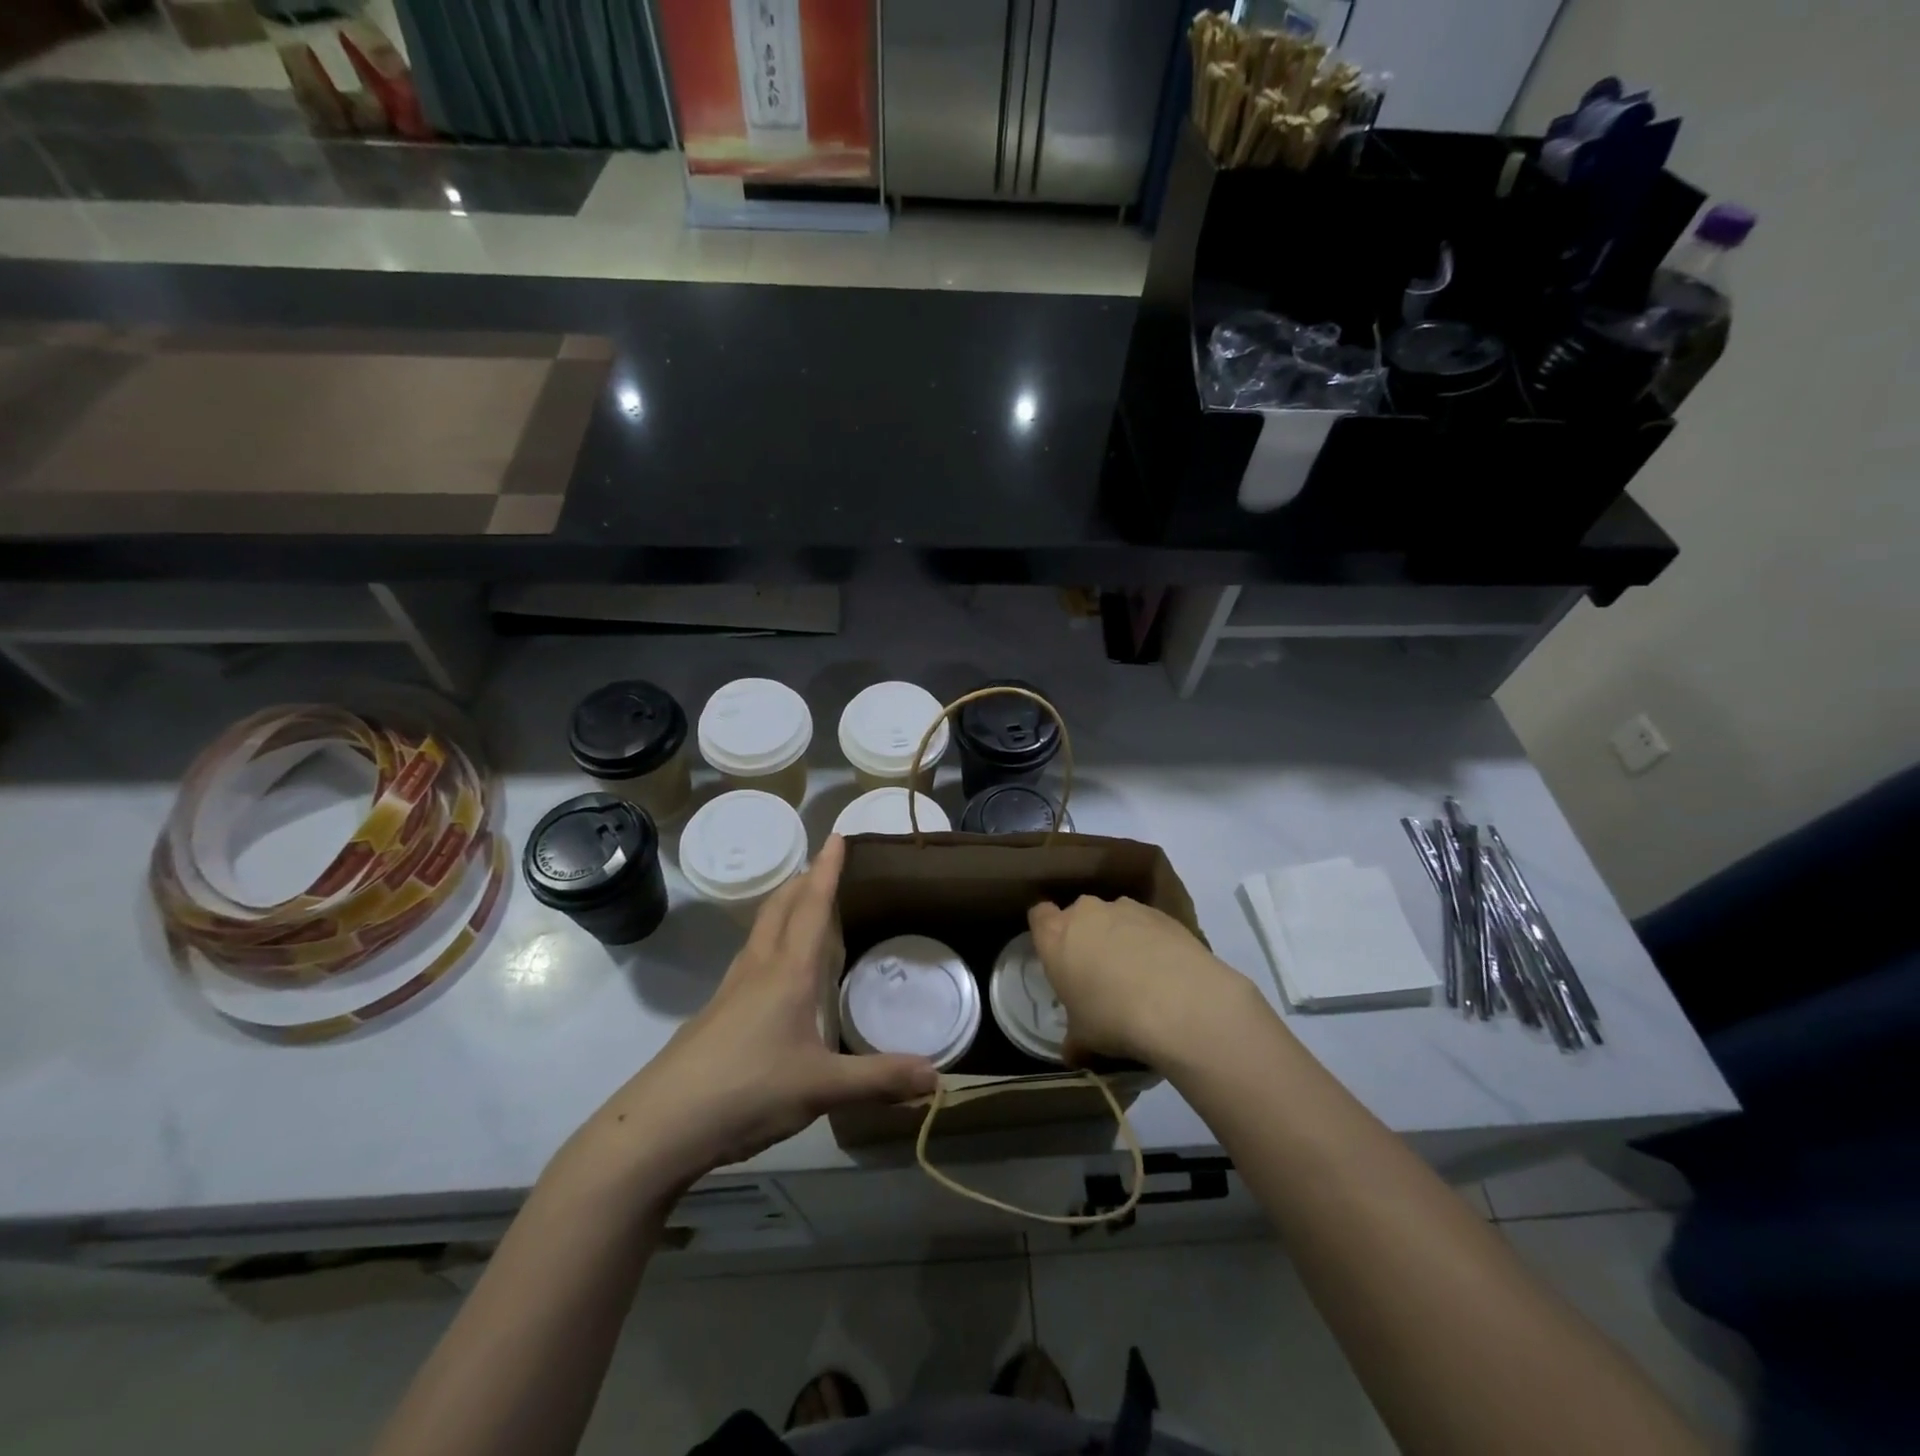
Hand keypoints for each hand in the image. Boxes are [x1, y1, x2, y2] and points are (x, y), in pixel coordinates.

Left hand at [560, 837, 938, 1193]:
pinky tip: (775, 978)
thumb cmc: (747, 1091)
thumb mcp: (821, 1088)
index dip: (826, 870)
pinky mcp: (713, 1017)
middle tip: (822, 866)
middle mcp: (757, 971)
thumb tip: (937, 1076)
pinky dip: (770, 946)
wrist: (660, 1126)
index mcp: (787, 973)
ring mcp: (729, 993)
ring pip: (760, 934)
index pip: (811, 906)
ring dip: (782, 910)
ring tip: (802, 910)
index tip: (837, 835)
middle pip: (779, 909)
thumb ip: (879, 1080)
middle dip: (801, 881)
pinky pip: (749, 962)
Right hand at [1028, 895, 1261, 1067]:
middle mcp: (1087, 912)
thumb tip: (1072, 1053)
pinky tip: (1164, 970)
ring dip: (1119, 936)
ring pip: (1114, 917)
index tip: (1057, 955)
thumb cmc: (1112, 1017)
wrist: (1179, 1003)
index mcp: (1055, 935)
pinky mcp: (1161, 914)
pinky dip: (1150, 941)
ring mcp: (1126, 908)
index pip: (1039, 916)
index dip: (1046, 932)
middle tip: (1096, 972)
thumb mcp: (1083, 1038)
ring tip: (1137, 973)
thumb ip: (1073, 1038)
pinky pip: (1146, 925)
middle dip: (1085, 936)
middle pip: (1079, 915)